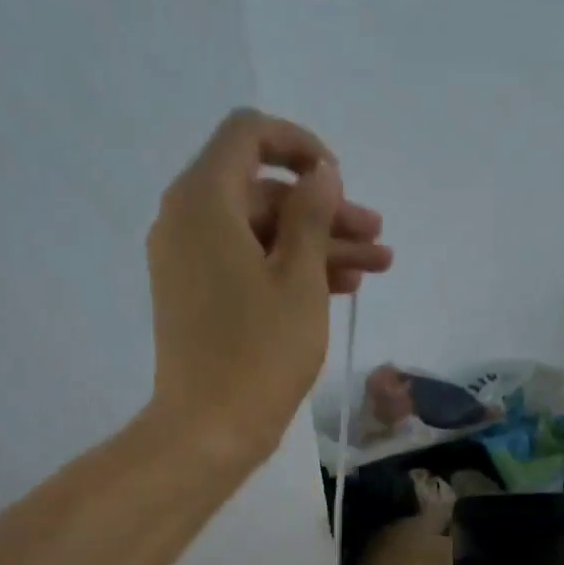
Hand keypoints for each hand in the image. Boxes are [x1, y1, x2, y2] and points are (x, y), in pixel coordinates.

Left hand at [145, 108, 391, 457]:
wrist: (209, 429)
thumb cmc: (260, 353)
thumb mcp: (299, 279)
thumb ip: (311, 216)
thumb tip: (320, 175)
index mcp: (205, 200)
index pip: (249, 135)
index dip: (300, 147)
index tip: (340, 181)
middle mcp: (186, 219)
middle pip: (262, 192)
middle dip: (324, 212)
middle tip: (377, 239)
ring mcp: (188, 262)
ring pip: (260, 234)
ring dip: (317, 246)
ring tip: (375, 268)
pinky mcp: (197, 298)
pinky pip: (245, 265)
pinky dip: (288, 271)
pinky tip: (338, 289)